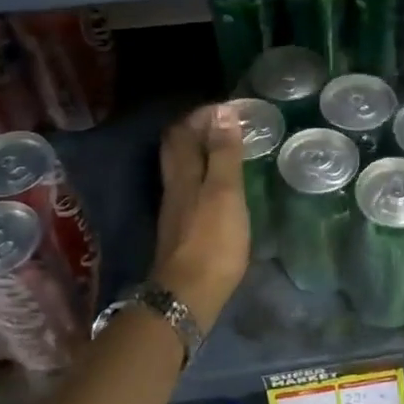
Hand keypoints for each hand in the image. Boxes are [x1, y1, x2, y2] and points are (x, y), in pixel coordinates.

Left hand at [151, 104, 249, 327]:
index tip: (229, 108)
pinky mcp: (182, 229)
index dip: (202, 115)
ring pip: (181, 169)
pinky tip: (220, 184)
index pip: (183, 132)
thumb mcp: (225, 193)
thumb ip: (225, 154)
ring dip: (199, 152)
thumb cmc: (212, 241)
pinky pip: (189, 188)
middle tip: (224, 122)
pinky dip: (203, 175)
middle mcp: (174, 187)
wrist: (188, 295)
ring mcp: (176, 209)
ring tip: (226, 147)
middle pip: (176, 149)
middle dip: (196, 130)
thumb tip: (223, 112)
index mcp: (183, 174)